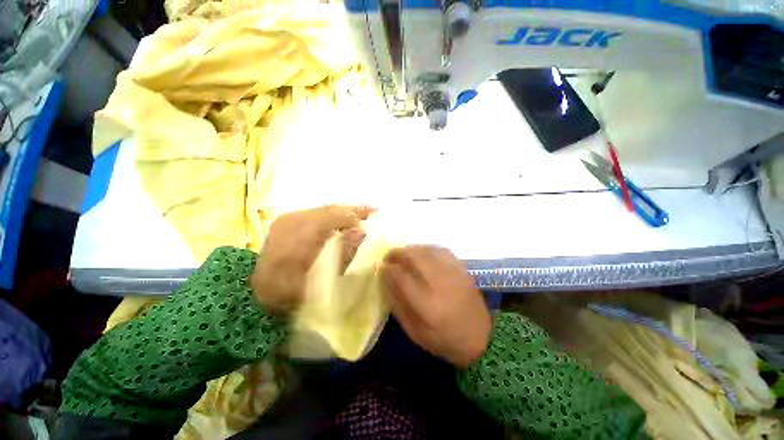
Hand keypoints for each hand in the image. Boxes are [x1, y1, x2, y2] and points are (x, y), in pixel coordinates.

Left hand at [251, 205, 372, 313]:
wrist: (260, 290)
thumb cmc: (291, 291)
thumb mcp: (319, 280)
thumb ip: (342, 255)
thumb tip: (361, 232)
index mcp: (297, 236)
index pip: (332, 217)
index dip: (354, 216)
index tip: (373, 217)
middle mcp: (292, 221)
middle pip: (330, 209)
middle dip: (353, 210)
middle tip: (373, 210)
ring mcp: (289, 218)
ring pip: (324, 209)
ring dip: (345, 211)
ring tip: (363, 213)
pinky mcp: (289, 220)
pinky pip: (318, 213)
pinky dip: (334, 215)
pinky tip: (345, 219)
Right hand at [383, 246, 491, 367]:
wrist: (482, 338)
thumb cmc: (445, 339)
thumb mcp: (415, 332)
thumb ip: (398, 304)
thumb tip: (385, 279)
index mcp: (427, 305)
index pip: (402, 276)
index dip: (388, 268)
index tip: (381, 266)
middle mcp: (440, 283)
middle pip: (414, 256)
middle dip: (397, 253)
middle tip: (389, 256)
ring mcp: (453, 273)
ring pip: (427, 250)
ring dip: (411, 249)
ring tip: (402, 254)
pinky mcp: (462, 268)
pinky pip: (441, 250)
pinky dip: (427, 248)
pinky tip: (421, 253)